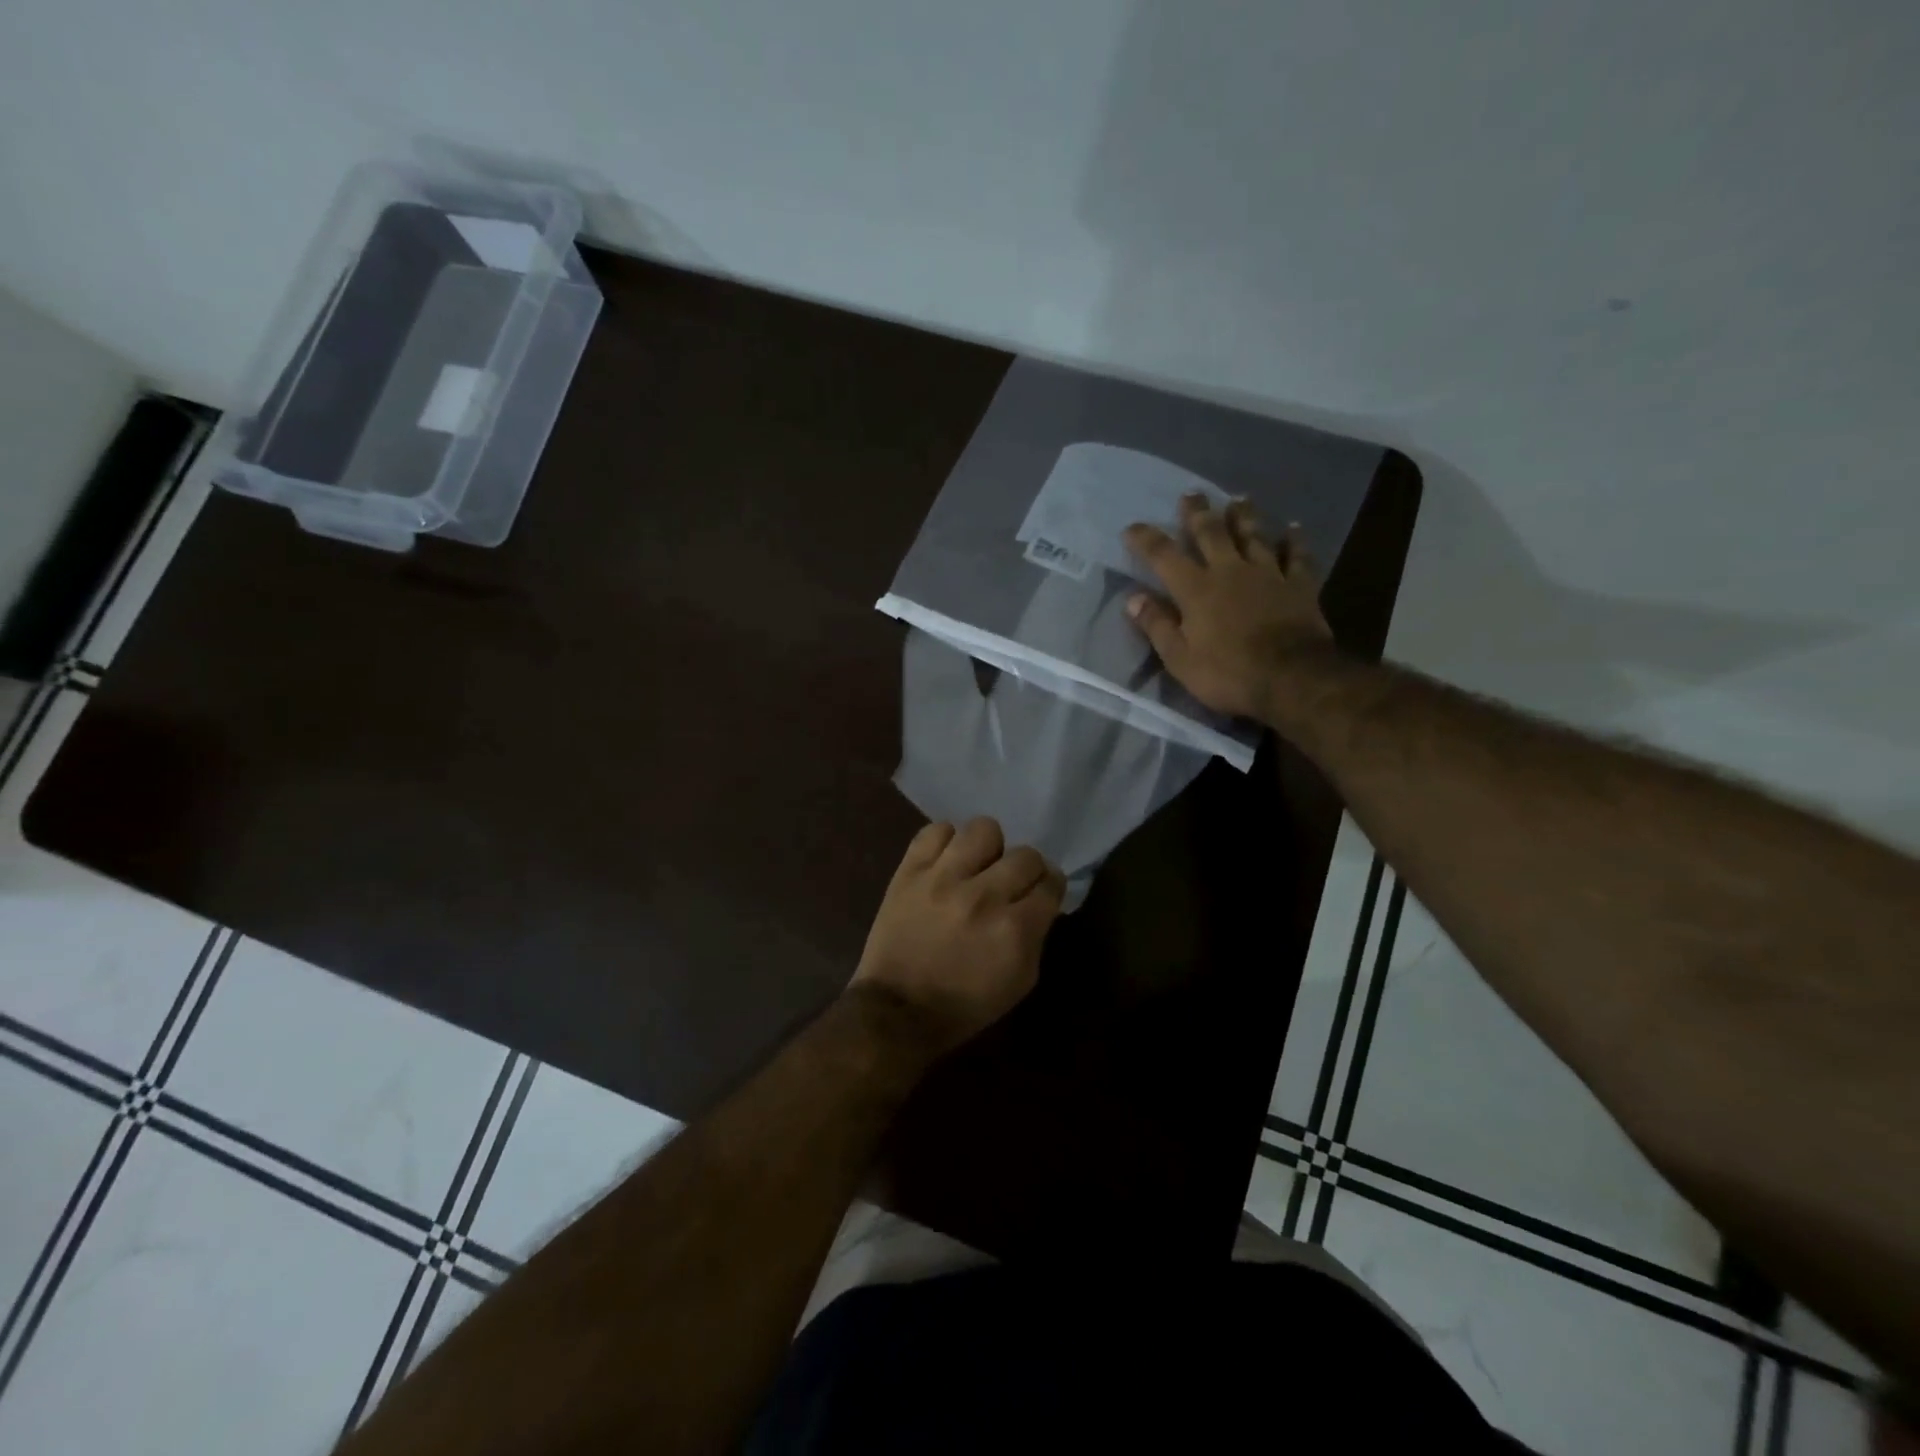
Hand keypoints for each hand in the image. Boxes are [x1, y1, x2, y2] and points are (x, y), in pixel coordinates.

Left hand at [850, 818, 1065, 1053]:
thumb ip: (1036, 935)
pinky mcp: (910, 871)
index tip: (1042, 891)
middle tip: (1012, 883)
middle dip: (1026, 869)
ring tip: (978, 865)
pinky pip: (936, 831)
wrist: (897, 1009)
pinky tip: (946, 861)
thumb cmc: (965, 1005)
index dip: (1050, 886)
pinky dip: (945, 842)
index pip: (1051, 883)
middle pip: (1025, 855)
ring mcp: (943, 878)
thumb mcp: (1020, 981)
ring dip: (988, 848)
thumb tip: (1040, 900)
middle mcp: (983, 896)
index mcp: (1014, 929)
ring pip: (984, 830)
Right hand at [1123, 494, 1333, 722]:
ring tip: (1239, 499)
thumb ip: (1157, 625)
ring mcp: (1267, 574)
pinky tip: (1293, 527)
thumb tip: (1133, 599)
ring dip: (1244, 516)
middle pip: (1211, 533)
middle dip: (1198, 513)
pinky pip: (1296, 555)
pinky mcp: (1298, 585)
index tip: (1132, 527)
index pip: (1164, 555)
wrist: (1292, 678)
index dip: (1146, 539)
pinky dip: (1294, 540)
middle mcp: (1229, 571)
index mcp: (1196, 589)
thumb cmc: (1228, 673)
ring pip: (1253, 535)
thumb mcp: (1179, 659)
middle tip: (1191, 494)